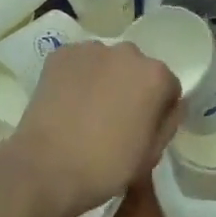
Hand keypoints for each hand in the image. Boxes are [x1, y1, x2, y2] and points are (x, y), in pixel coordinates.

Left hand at [5, 40, 180, 216]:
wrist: (46, 167)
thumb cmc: (106, 167)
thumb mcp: (150, 155)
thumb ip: (167, 123)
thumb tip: (170, 107)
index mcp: (155, 76)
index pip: (168, 86)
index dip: (159, 108)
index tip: (144, 128)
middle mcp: (127, 52)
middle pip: (137, 68)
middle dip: (131, 87)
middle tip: (115, 119)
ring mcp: (91, 49)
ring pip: (106, 62)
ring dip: (104, 78)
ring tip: (87, 110)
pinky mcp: (61, 53)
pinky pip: (78, 62)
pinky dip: (77, 76)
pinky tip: (67, 102)